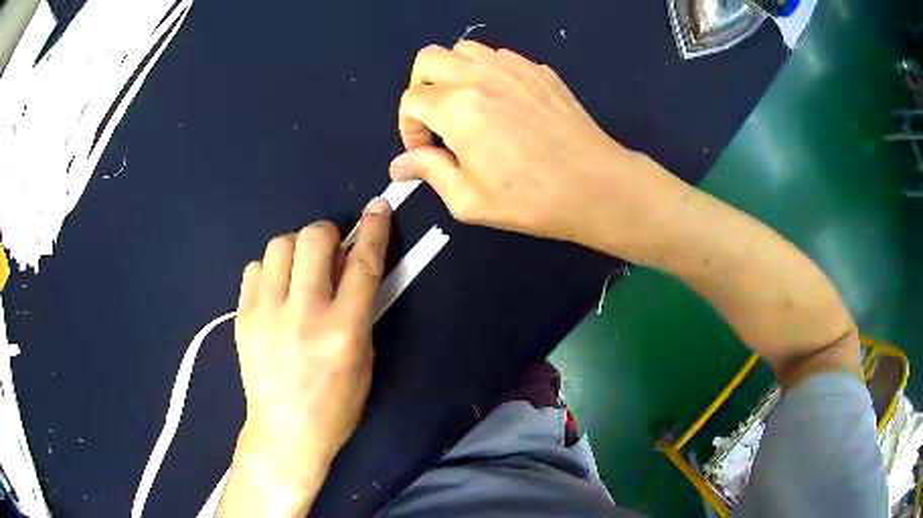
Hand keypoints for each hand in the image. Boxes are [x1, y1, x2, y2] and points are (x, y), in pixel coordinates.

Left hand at [220, 197, 390, 516]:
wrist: (285, 431)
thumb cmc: (335, 405)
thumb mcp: (363, 360)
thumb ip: (359, 309)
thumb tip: (349, 267)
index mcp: (343, 330)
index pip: (362, 264)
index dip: (373, 230)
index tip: (376, 207)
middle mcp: (303, 314)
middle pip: (312, 239)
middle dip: (326, 234)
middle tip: (329, 251)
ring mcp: (266, 313)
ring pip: (279, 245)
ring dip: (296, 250)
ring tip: (300, 272)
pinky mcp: (243, 316)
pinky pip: (255, 268)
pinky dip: (271, 270)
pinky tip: (276, 290)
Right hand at [392, 41, 683, 255]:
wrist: (594, 185)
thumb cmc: (531, 200)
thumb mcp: (469, 200)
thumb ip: (429, 172)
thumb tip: (399, 164)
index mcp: (458, 109)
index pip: (411, 100)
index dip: (408, 127)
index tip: (424, 150)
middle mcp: (481, 77)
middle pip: (429, 59)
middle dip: (421, 86)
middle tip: (435, 118)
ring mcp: (514, 68)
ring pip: (464, 49)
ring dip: (453, 72)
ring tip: (465, 105)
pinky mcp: (539, 70)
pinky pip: (499, 55)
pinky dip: (487, 70)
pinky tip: (501, 101)